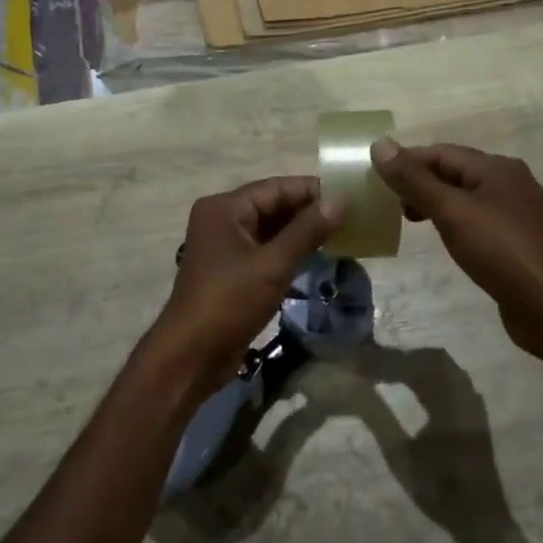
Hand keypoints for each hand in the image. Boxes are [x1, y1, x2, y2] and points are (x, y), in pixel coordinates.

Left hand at [141, 177, 345, 402]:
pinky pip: (265, 250)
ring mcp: (225, 246)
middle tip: (351, 217)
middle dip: (309, 211)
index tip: (350, 196)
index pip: (275, 187)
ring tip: (342, 234)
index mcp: (224, 208)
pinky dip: (289, 251)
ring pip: (270, 229)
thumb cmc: (228, 302)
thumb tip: (341, 201)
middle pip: (272, 205)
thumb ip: (307, 231)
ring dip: (302, 232)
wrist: (191, 355)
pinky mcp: (231, 270)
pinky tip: (318, 255)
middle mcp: (221, 219)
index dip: (312, 190)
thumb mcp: (272, 265)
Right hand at [370, 139, 542, 358]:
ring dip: (434, 202)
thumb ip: (415, 180)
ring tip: (409, 220)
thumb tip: (380, 145)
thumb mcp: (452, 212)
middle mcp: (509, 182)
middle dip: (419, 182)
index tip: (375, 180)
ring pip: (464, 196)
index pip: (441, 152)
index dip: (407, 162)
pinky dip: (452, 221)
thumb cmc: (500, 252)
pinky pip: (475, 218)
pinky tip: (442, 238)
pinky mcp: (515, 239)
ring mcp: (515, 212)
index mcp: (497, 168)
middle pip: (453, 171)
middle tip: (390, 204)